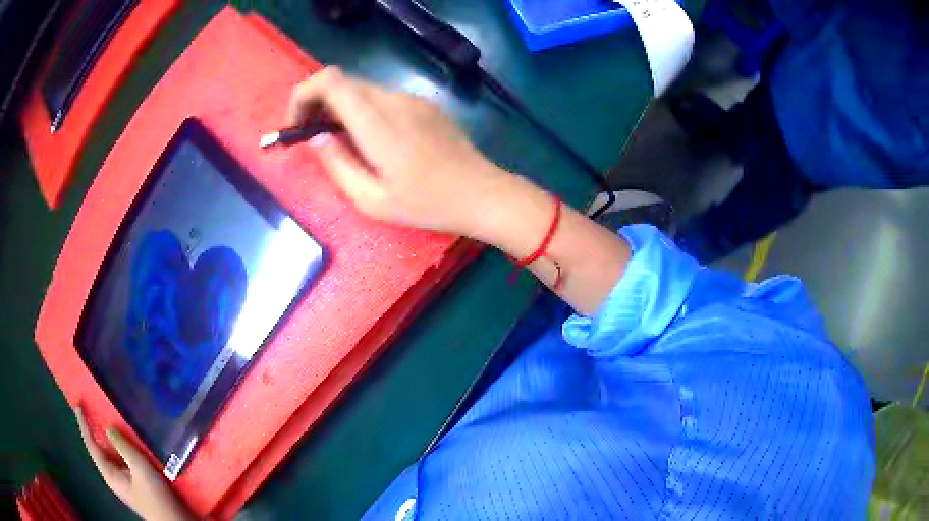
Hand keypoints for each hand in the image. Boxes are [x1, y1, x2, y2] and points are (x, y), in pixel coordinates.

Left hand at [74, 407, 191, 520]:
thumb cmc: (156, 497)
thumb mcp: (140, 469)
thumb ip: (123, 447)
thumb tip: (108, 429)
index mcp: (109, 474)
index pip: (92, 445)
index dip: (84, 425)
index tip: (78, 405)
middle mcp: (113, 477)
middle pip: (99, 450)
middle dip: (94, 430)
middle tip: (91, 409)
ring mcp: (124, 482)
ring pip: (110, 455)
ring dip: (107, 438)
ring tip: (106, 420)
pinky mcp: (134, 485)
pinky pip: (120, 460)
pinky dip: (118, 448)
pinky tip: (125, 443)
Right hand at [286, 67, 519, 237]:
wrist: (482, 193)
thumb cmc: (427, 204)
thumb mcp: (372, 200)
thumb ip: (337, 165)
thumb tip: (316, 138)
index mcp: (377, 122)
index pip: (330, 80)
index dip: (303, 94)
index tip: (296, 124)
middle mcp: (393, 100)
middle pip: (342, 83)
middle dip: (316, 104)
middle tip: (311, 138)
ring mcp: (412, 99)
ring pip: (362, 90)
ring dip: (340, 109)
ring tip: (340, 144)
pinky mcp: (424, 105)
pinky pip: (383, 99)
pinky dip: (363, 112)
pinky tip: (371, 141)